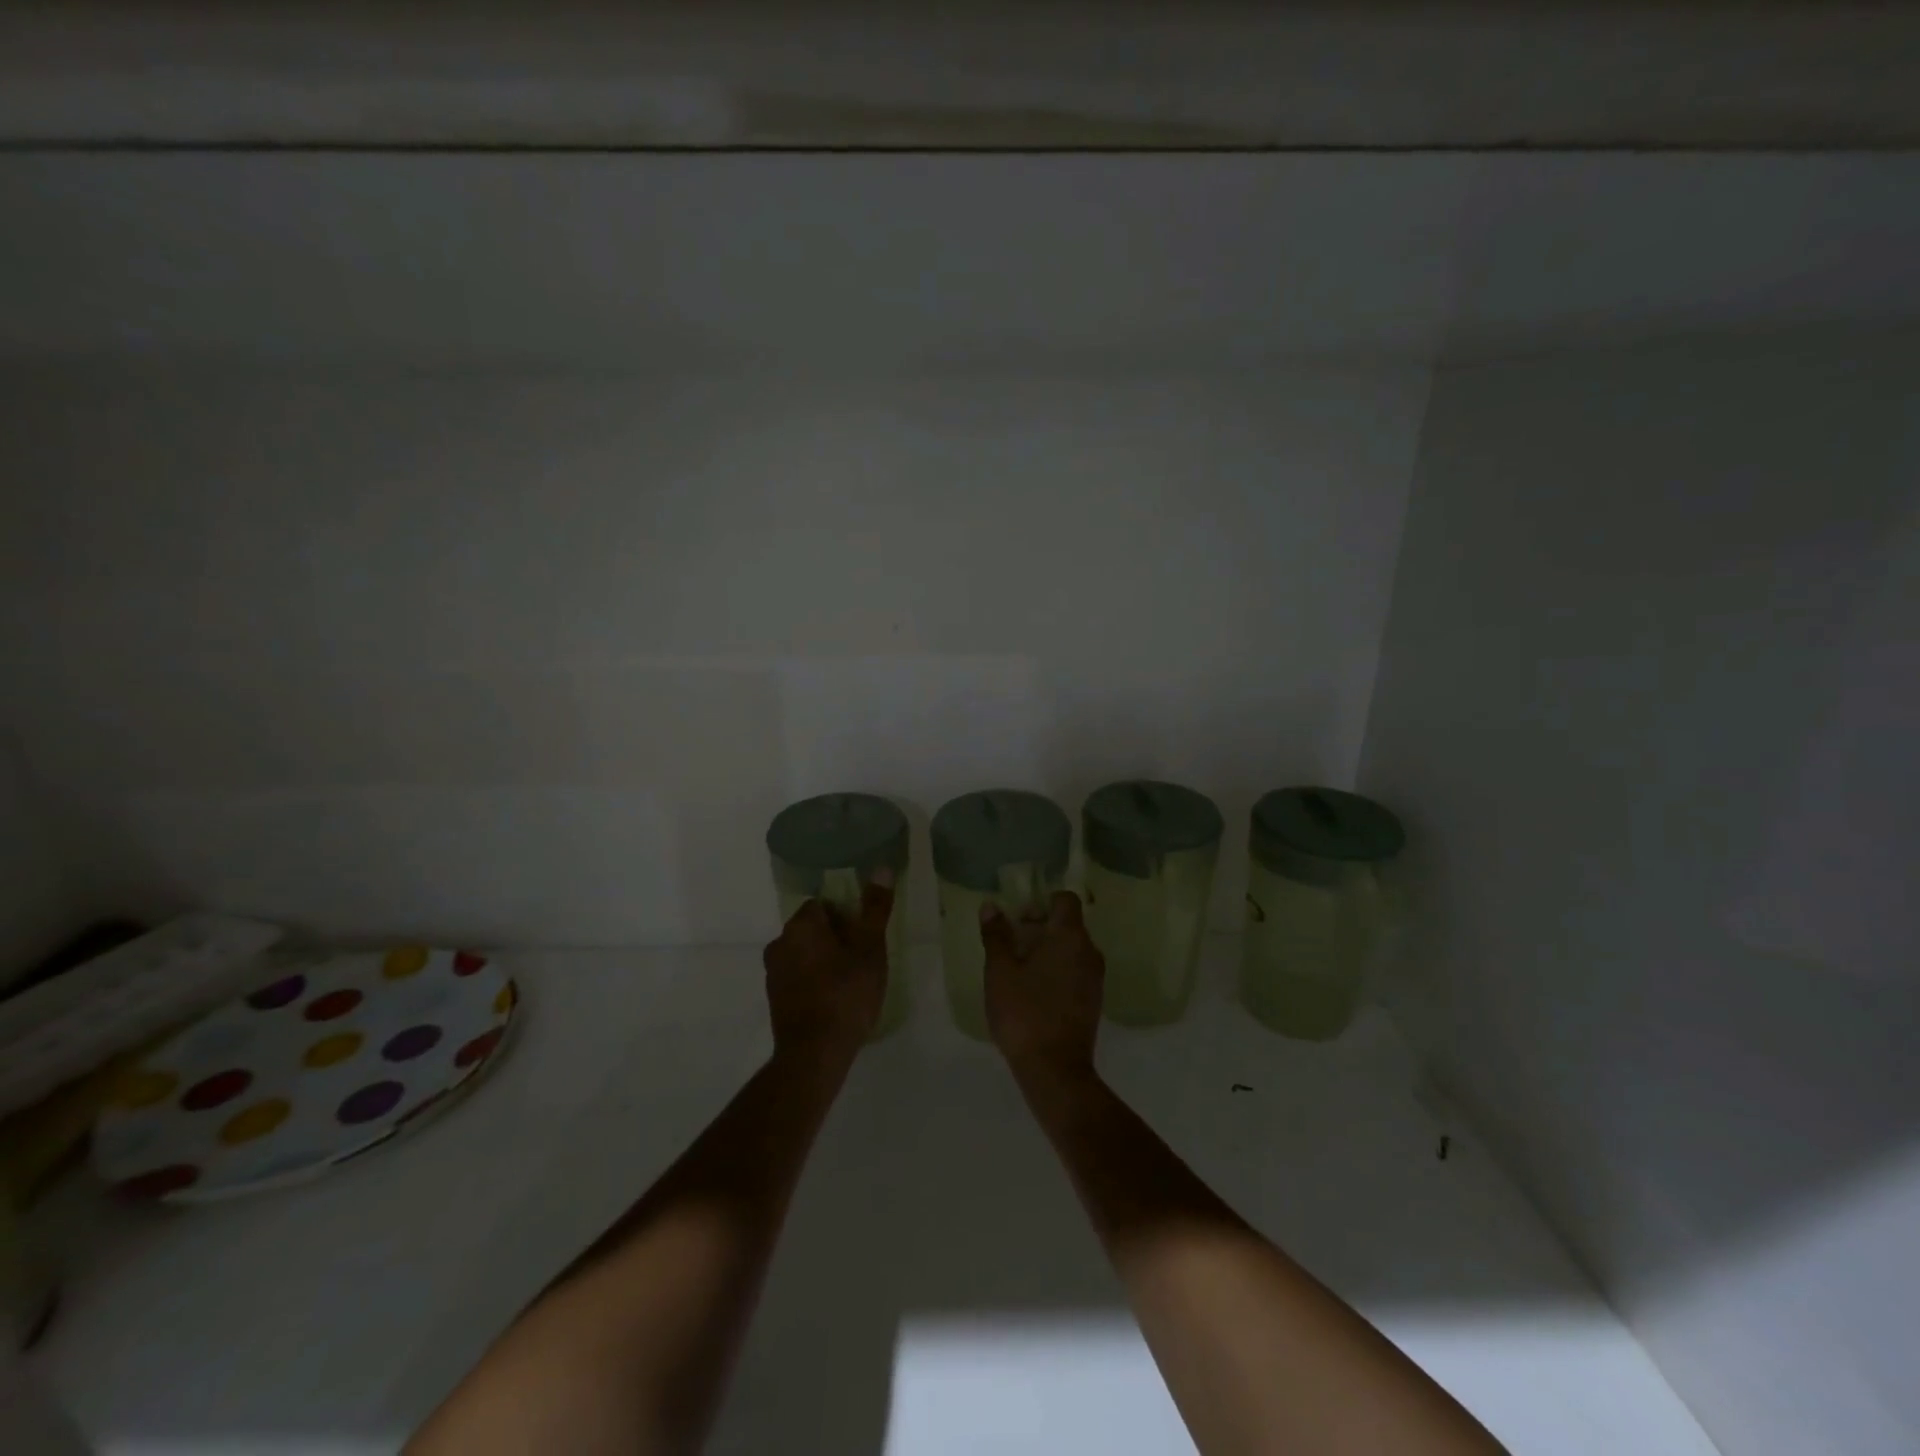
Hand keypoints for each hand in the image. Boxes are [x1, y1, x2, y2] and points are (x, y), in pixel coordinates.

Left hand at [763, 874, 893, 1067]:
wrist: (814, 1054)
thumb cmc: (846, 994)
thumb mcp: (870, 949)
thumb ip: (875, 908)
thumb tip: (882, 868)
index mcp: (801, 925)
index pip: (823, 905)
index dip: (846, 917)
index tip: (864, 937)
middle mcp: (780, 942)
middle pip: (812, 928)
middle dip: (835, 938)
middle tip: (862, 959)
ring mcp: (773, 973)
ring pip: (804, 953)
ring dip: (824, 960)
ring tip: (851, 981)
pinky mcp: (775, 998)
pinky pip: (798, 977)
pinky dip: (814, 981)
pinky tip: (834, 1000)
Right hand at [981, 891, 1104, 1085]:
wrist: (1055, 1069)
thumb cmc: (1024, 1012)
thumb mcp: (1000, 971)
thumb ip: (996, 936)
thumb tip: (991, 906)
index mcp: (1070, 936)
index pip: (1065, 900)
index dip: (1042, 902)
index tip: (1018, 919)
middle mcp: (1089, 951)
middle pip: (1068, 924)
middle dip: (1039, 927)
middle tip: (1011, 944)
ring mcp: (1095, 978)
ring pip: (1072, 949)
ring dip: (1047, 950)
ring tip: (1018, 969)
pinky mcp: (1093, 1001)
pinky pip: (1075, 970)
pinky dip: (1057, 970)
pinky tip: (1033, 991)